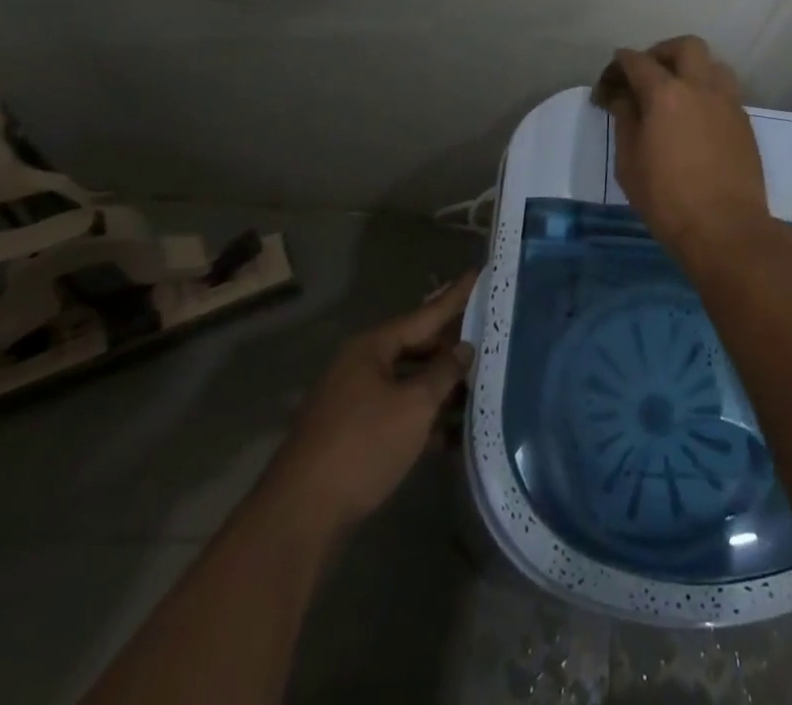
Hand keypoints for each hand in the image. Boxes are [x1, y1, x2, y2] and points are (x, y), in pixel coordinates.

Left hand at [262, 272, 476, 534]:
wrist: (300, 518)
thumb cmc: (362, 446)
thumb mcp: (414, 406)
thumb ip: (444, 373)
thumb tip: (464, 348)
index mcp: (373, 347)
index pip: (426, 313)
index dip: (456, 296)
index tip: (480, 273)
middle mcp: (362, 366)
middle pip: (417, 346)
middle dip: (452, 346)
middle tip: (491, 335)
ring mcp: (355, 401)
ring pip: (409, 382)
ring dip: (442, 387)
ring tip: (483, 384)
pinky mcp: (354, 435)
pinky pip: (398, 412)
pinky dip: (424, 417)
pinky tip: (455, 432)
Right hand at [593, 36, 769, 253]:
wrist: (725, 227)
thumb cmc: (667, 199)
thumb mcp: (629, 163)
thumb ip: (625, 120)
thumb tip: (623, 97)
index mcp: (666, 93)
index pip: (637, 62)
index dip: (618, 65)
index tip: (608, 82)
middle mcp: (701, 86)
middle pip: (685, 46)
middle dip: (661, 53)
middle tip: (646, 75)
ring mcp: (728, 102)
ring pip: (713, 64)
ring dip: (692, 68)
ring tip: (676, 93)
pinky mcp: (744, 121)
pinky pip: (725, 91)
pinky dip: (707, 92)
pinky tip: (695, 118)